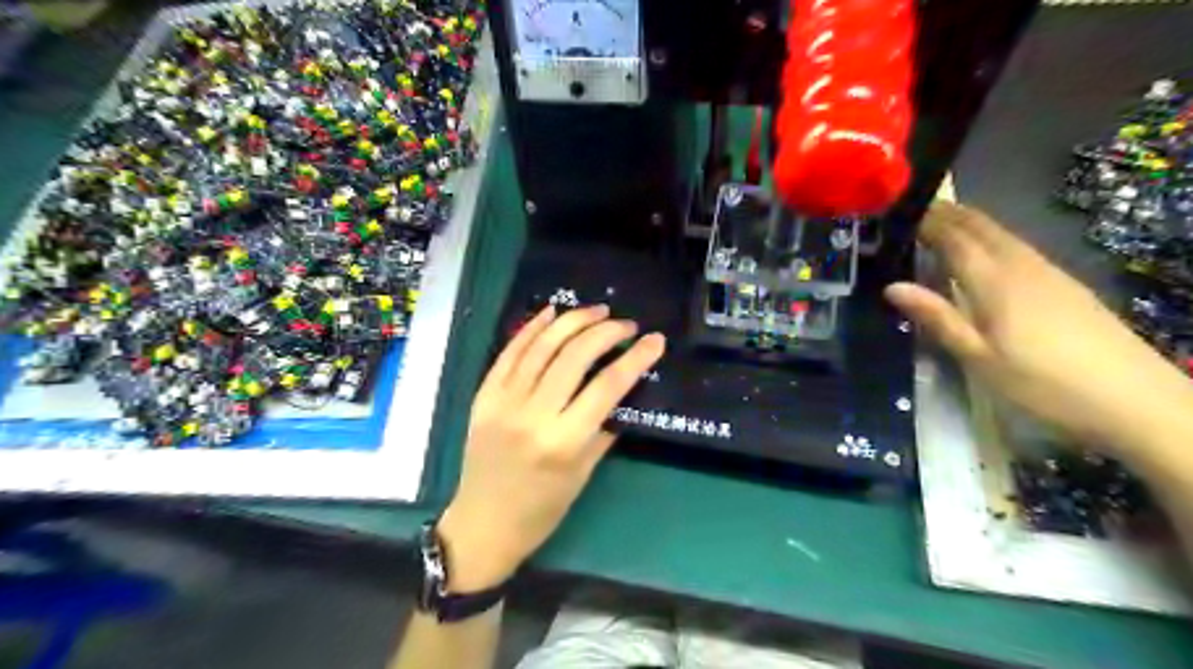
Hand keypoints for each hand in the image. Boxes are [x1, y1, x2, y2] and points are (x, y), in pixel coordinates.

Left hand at [436, 302, 665, 590]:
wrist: (483, 524)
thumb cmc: (542, 509)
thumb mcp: (584, 473)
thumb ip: (604, 427)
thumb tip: (624, 389)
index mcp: (563, 441)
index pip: (606, 387)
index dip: (635, 359)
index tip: (655, 340)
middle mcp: (532, 415)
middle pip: (574, 356)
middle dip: (606, 332)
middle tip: (626, 325)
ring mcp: (503, 401)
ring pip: (542, 346)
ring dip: (572, 321)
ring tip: (597, 311)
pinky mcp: (484, 395)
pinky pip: (510, 352)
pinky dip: (532, 328)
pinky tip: (552, 312)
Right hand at [885, 201, 1192, 456]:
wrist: (1133, 399)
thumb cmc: (1042, 382)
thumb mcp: (978, 357)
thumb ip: (937, 317)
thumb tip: (892, 286)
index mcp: (995, 280)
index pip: (954, 237)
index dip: (927, 221)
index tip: (898, 213)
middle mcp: (1021, 265)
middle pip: (980, 226)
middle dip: (947, 213)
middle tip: (914, 209)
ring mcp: (1047, 271)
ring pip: (1001, 233)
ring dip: (969, 221)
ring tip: (940, 221)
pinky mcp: (1063, 283)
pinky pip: (1017, 246)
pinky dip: (990, 237)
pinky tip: (984, 252)